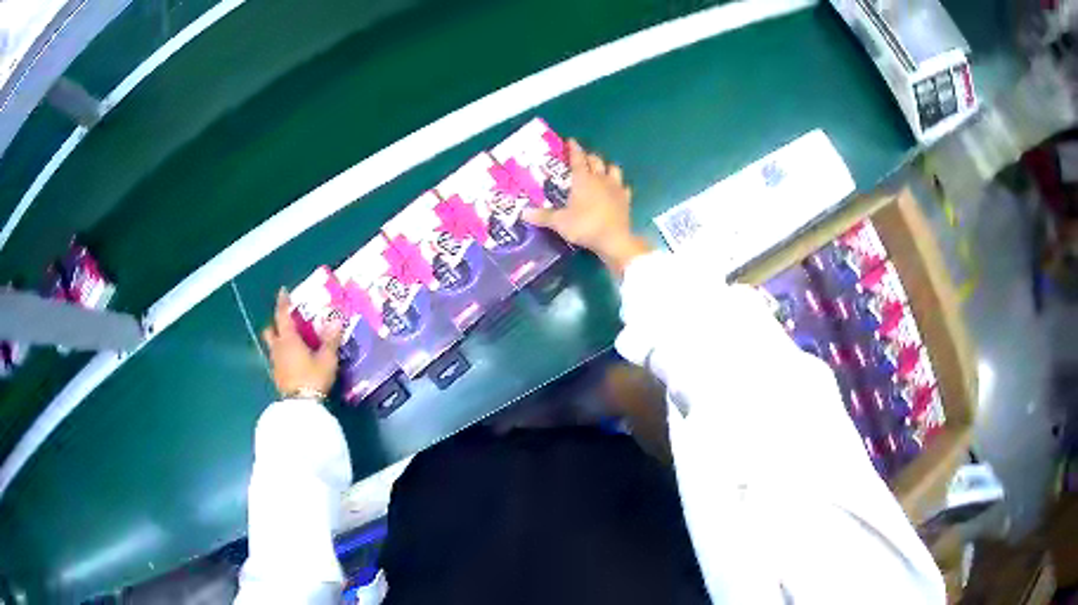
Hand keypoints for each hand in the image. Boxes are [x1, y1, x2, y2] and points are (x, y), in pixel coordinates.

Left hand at [262, 288, 343, 396]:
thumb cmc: (313, 377)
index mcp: (289, 339)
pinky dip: (283, 355)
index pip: (282, 316)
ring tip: (292, 342)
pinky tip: (293, 360)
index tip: (283, 291)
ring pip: (273, 346)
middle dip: (276, 324)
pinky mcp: (277, 376)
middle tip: (286, 322)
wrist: (301, 405)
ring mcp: (276, 363)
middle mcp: (278, 348)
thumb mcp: (327, 358)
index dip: (283, 302)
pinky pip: (277, 359)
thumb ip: (331, 339)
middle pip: (270, 331)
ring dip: (279, 340)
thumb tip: (337, 319)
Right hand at [523, 139, 651, 277]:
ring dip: (606, 166)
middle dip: (589, 156)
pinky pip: (624, 187)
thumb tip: (522, 213)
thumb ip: (542, 216)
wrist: (614, 239)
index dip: (574, 148)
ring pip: (613, 168)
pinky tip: (616, 189)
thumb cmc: (585, 226)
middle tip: (582, 157)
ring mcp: (616, 188)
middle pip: (596, 160)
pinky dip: (619, 186)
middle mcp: (600, 178)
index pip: (577, 158)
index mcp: (583, 179)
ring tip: (601, 169)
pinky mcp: (626, 199)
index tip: (571, 141)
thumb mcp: (559, 222)